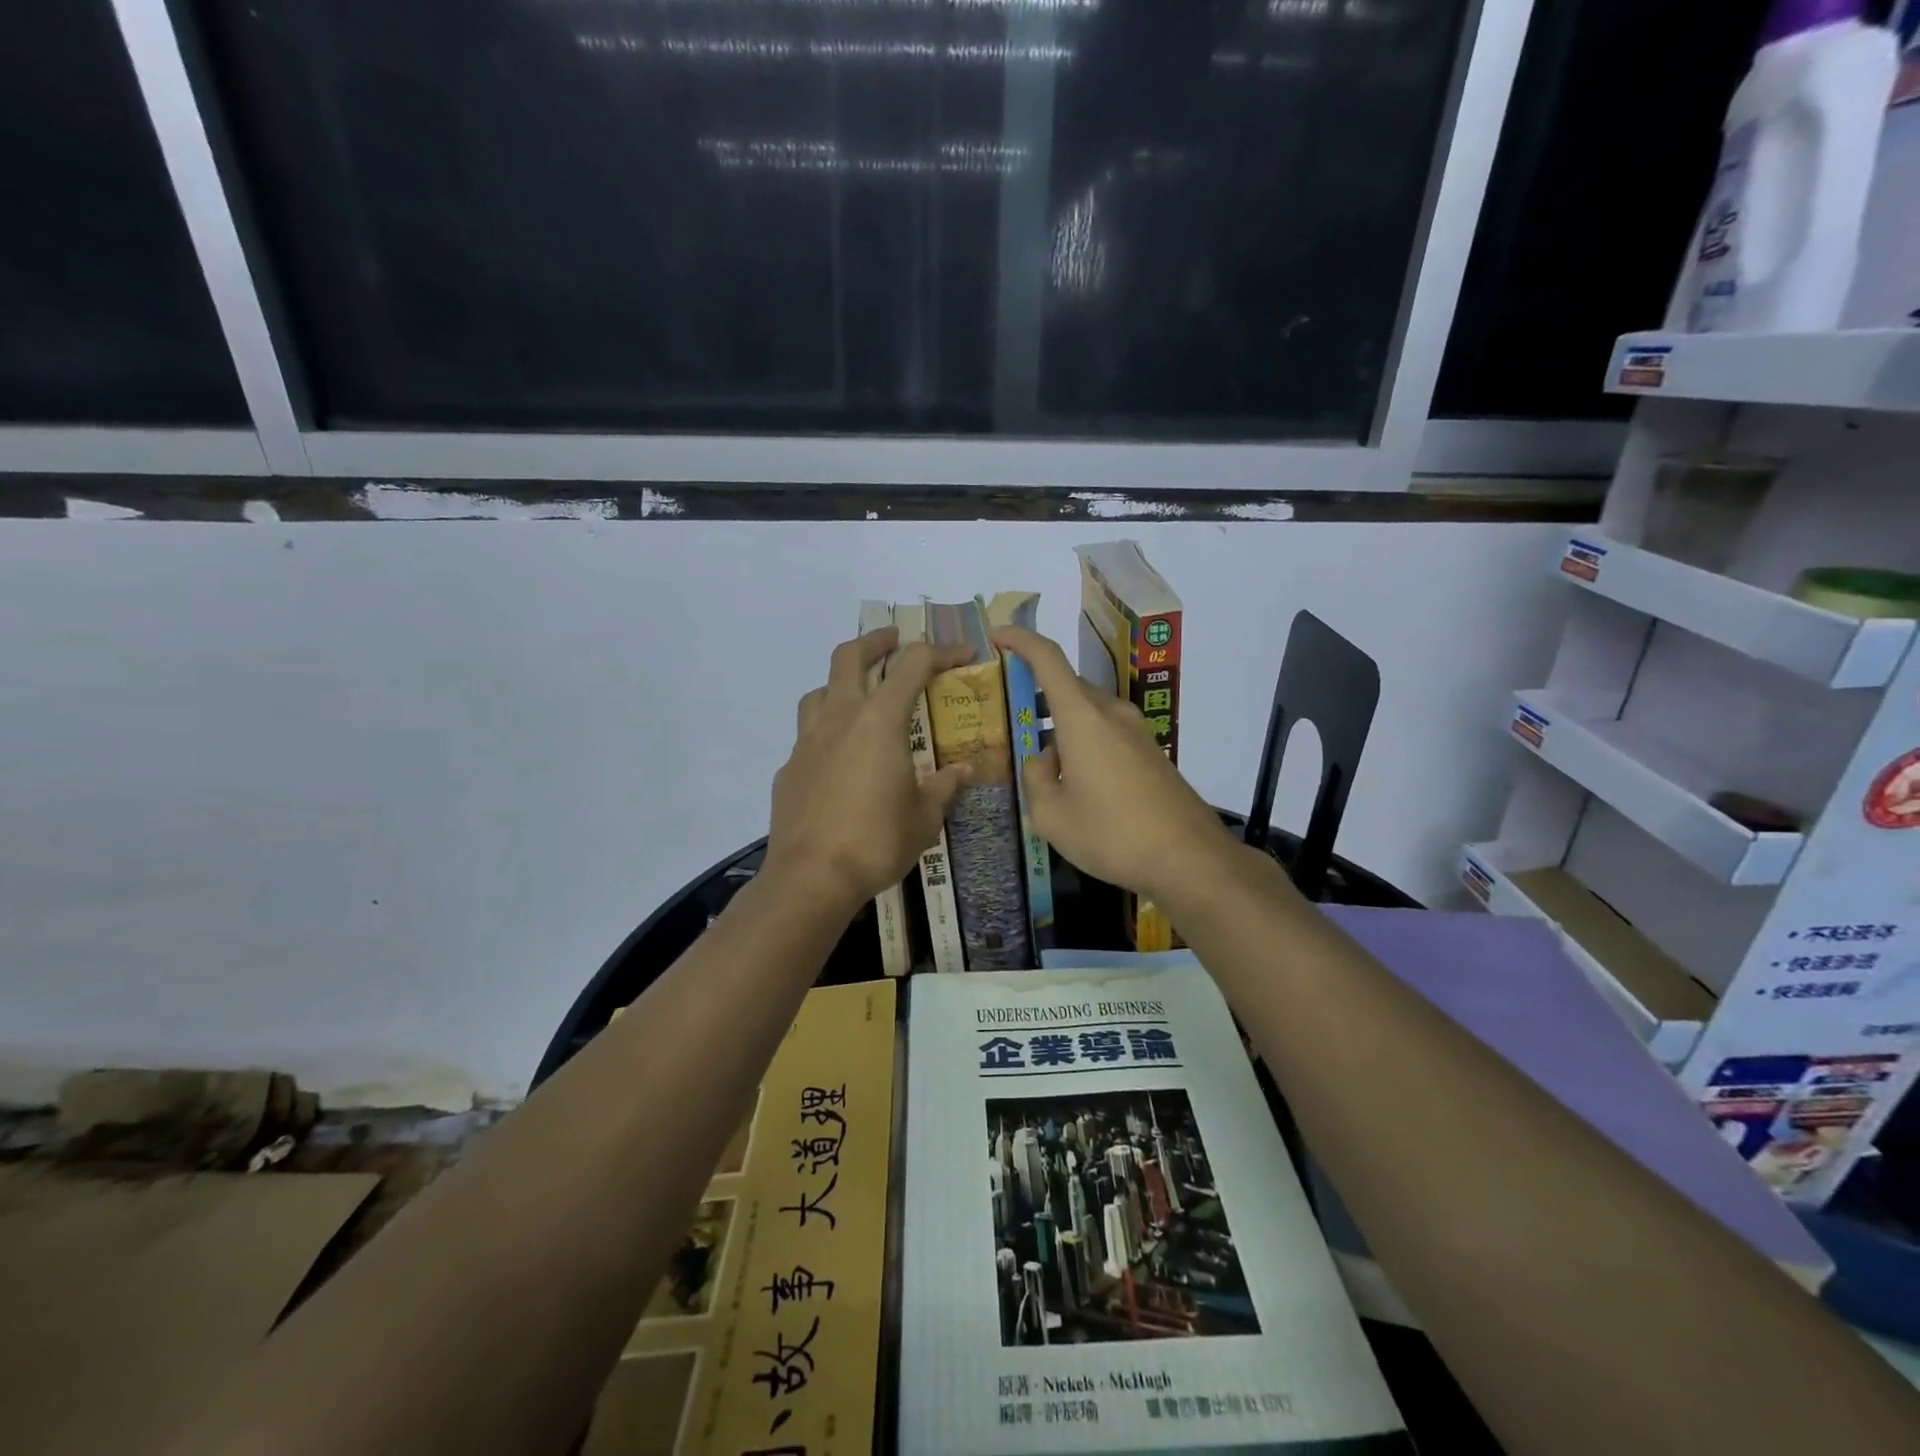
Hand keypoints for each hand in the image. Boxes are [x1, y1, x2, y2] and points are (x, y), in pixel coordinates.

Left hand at [766, 627, 974, 911]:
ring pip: (819, 691)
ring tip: (860, 696)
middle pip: (850, 657)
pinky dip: (827, 732)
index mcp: (879, 722)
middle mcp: (839, 720)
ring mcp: (807, 742)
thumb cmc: (876, 842)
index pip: (912, 666)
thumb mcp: (924, 818)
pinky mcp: (789, 769)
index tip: (962, 655)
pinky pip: (808, 735)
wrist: (811, 878)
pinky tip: (839, 760)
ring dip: (842, 682)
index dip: (941, 652)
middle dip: (875, 641)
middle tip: (893, 640)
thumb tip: (961, 771)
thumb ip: (943, 787)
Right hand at [991, 624, 1241, 907]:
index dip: (1020, 640)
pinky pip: (1108, 731)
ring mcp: (1137, 730)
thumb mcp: (1052, 816)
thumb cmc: (1112, 834)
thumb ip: (1036, 778)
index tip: (996, 637)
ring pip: (1089, 711)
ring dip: (1062, 724)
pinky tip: (1078, 780)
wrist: (1189, 858)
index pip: (1048, 658)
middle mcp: (1112, 712)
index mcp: (1082, 718)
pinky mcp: (1151, 751)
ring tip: (1043, 760)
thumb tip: (1044, 759)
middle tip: (1012, 718)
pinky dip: (1085, 740)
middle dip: (1038, 694)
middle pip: (1068, 686)